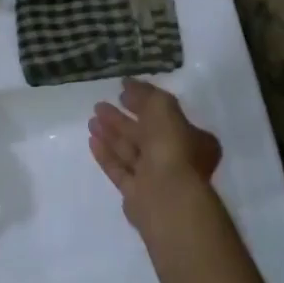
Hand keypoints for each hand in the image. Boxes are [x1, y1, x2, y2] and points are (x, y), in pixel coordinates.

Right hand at [88, 79, 222, 235]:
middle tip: (99, 105)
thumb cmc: (171, 149)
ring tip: (91, 120)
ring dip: (111, 134)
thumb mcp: (163, 109)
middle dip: (122, 119)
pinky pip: (120, 170)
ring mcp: (156, 178)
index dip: (144, 102)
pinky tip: (92, 141)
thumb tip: (128, 84)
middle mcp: (177, 158)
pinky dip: (107, 155)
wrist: (166, 198)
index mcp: (192, 139)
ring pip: (130, 151)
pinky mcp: (137, 194)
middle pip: (145, 134)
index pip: (165, 116)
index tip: (121, 92)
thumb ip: (146, 94)